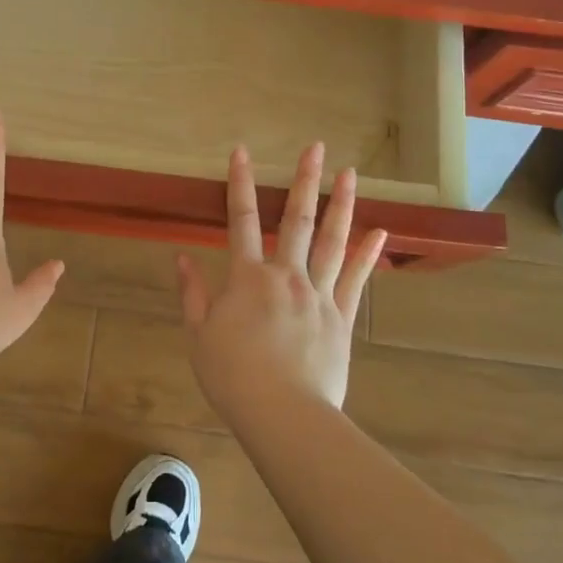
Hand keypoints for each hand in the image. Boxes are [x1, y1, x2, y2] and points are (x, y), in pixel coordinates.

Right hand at [176, 143, 387, 420]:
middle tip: (315, 147)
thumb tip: (181, 256)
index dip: (239, 184)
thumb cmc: (233, 376)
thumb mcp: (199, 335)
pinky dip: (369, 255)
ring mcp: (319, 294)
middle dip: (303, 181)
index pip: (240, 220)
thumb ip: (192, 293)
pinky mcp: (341, 317)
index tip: (242, 151)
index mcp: (248, 278)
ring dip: (341, 205)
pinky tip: (380, 232)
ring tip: (350, 174)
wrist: (283, 415)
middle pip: (296, 220)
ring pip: (332, 241)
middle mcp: (286, 275)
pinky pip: (356, 279)